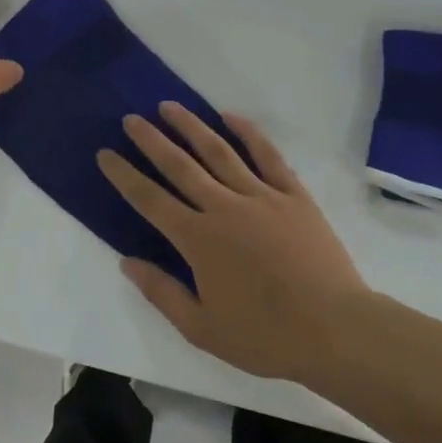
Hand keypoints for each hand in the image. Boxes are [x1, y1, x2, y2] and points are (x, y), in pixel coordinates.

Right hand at [98, 103, 372, 383]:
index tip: (105, 154)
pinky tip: (230, 116)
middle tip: (131, 119)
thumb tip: (127, 261)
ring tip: (169, 106)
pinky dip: (248, 133)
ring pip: (219, 151)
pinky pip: (267, 155)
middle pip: (179, 165)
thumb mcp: (202, 329)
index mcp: (198, 239)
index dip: (124, 175)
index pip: (150, 200)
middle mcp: (223, 207)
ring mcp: (261, 196)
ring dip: (190, 126)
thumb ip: (162, 292)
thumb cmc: (266, 336)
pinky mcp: (293, 195)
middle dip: (151, 140)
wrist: (336, 330)